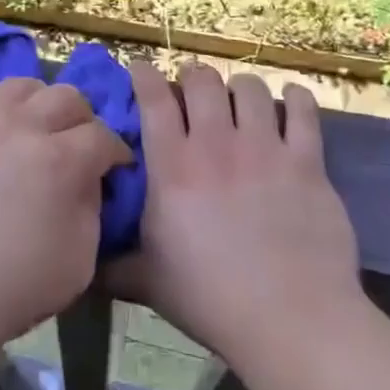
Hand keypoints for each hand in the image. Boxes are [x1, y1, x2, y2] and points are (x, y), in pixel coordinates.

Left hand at [0, 77, 130, 365]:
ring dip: (41, 103)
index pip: (102, 135)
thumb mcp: (77, 263)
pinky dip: (4, 118)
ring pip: (21, 87)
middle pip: (66, 96)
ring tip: (39, 132)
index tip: (117, 167)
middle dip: (84, 119)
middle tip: (80, 146)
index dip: (117, 151)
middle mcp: (20, 128)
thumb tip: (86, 182)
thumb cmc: (8, 288)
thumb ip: (90, 211)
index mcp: (59, 160)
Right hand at [111, 63, 363, 372]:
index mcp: (172, 167)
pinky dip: (295, 99)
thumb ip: (113, 266)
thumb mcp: (147, 282)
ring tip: (239, 98)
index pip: (154, 99)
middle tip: (193, 91)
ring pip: (250, 88)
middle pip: (202, 81)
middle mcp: (216, 145)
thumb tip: (83, 265)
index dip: (145, 75)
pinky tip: (290, 100)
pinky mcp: (306, 162)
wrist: (291, 320)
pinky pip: (303, 112)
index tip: (141, 70)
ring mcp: (264, 149)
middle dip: (193, 77)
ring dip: (240, 86)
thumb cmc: (211, 300)